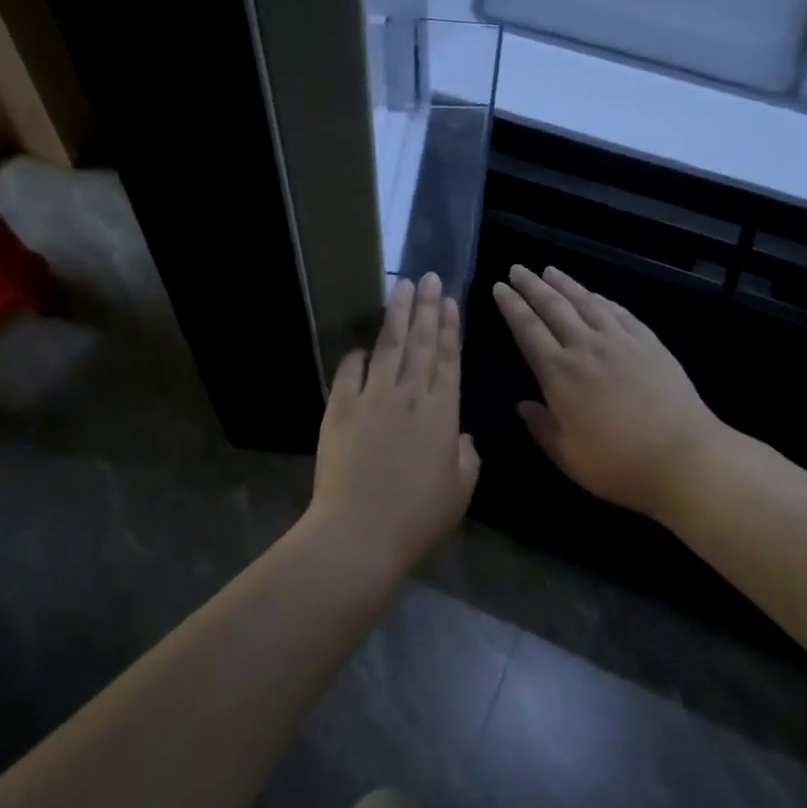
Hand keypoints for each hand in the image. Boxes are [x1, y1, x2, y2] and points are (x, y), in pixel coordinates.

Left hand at [309, 273, 480, 574]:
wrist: (359, 531)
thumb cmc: (417, 516)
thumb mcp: (459, 490)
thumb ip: (466, 458)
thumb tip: (461, 438)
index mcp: (443, 411)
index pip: (449, 358)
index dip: (450, 327)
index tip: (450, 300)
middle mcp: (409, 394)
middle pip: (420, 341)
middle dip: (426, 306)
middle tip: (429, 276)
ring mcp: (372, 397)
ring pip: (388, 345)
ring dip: (396, 314)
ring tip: (401, 286)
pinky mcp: (340, 407)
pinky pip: (349, 371)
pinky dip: (356, 355)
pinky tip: (361, 344)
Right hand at [492, 264, 723, 520]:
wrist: (684, 457)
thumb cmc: (619, 465)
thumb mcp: (569, 457)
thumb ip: (543, 428)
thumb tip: (523, 405)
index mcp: (559, 374)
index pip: (528, 329)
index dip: (512, 306)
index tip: (500, 287)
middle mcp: (586, 347)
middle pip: (553, 306)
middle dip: (531, 285)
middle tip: (517, 268)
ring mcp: (620, 341)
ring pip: (586, 302)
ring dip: (565, 284)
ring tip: (550, 270)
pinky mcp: (649, 342)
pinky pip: (619, 312)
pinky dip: (602, 299)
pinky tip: (596, 296)